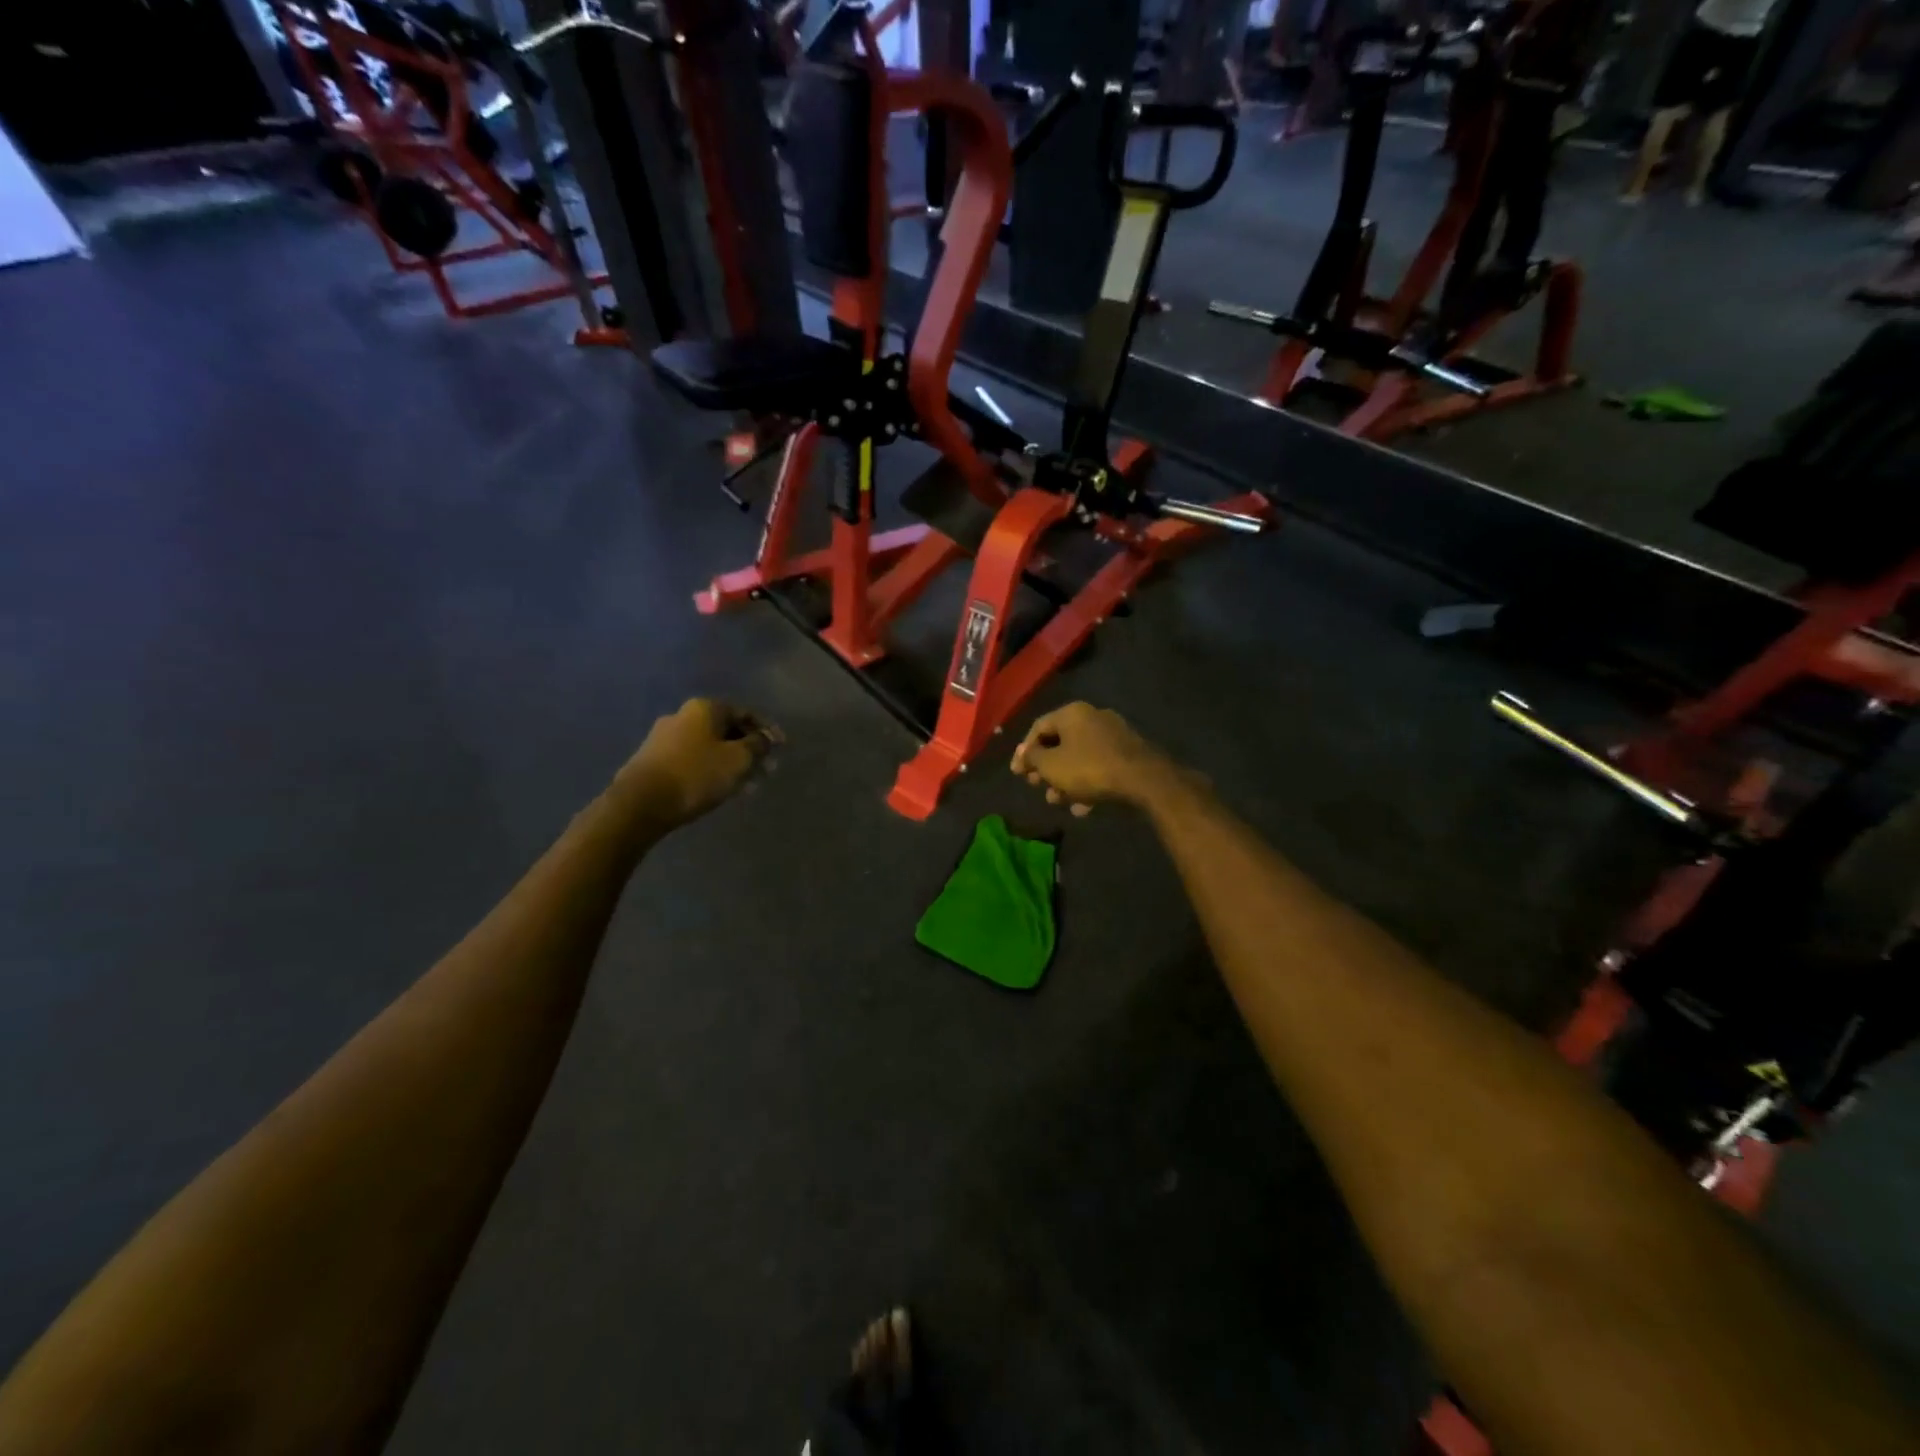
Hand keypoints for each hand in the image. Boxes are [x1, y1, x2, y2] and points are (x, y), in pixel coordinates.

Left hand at [615, 699, 779, 828]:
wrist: (640, 802)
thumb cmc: (696, 774)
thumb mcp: (738, 760)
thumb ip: (758, 746)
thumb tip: (766, 738)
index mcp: (705, 708)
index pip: (745, 713)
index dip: (767, 731)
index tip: (782, 749)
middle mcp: (683, 716)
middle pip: (726, 730)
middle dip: (748, 749)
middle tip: (765, 770)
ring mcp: (664, 737)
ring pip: (709, 747)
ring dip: (731, 763)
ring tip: (746, 785)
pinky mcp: (653, 760)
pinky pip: (692, 760)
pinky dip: (711, 770)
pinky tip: (719, 788)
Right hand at [1010, 703, 1172, 813]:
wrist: (1143, 780)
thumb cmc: (1089, 768)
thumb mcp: (1051, 766)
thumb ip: (1032, 758)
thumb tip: (1022, 753)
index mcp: (1072, 713)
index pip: (1038, 727)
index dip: (1024, 751)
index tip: (1018, 773)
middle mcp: (1092, 717)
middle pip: (1060, 742)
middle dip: (1046, 768)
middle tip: (1037, 786)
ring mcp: (1113, 735)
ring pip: (1080, 757)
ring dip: (1065, 780)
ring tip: (1058, 801)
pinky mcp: (1128, 754)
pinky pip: (1099, 766)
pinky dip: (1087, 783)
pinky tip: (1083, 807)